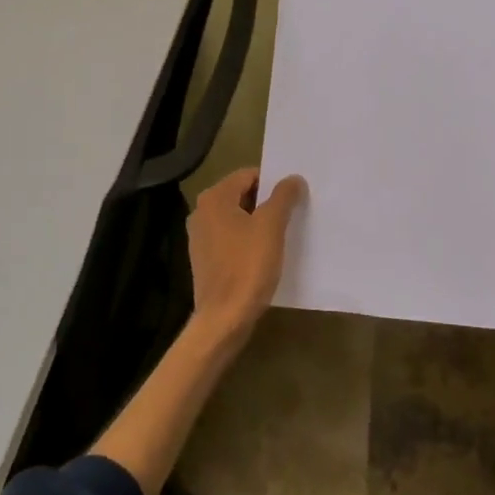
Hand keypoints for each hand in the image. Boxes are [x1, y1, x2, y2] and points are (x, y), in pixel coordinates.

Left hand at [187, 168, 305, 347]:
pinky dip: (248, 241)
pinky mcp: (205, 259)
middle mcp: (202, 212)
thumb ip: (283, 197)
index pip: (248, 175)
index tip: (294, 196)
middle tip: (293, 213)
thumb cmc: (247, 266)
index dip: (273, 182)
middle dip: (266, 202)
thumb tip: (293, 178)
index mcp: (214, 198)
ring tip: (283, 233)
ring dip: (258, 222)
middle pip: (241, 196)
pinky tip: (265, 254)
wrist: (224, 319)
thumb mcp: (271, 226)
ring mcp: (200, 237)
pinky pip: (231, 239)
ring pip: (236, 218)